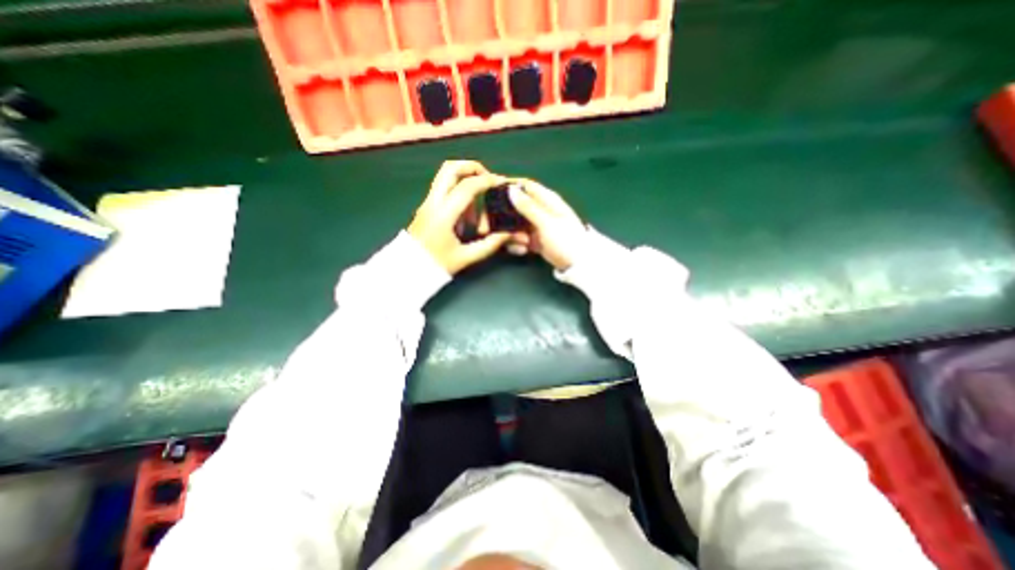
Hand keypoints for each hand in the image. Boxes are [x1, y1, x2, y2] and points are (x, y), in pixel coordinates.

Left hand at [407, 161, 511, 276]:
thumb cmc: (436, 265)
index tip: (502, 184)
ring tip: (477, 210)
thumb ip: (489, 245)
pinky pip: (445, 189)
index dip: (488, 181)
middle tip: (488, 181)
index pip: (467, 186)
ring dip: (466, 182)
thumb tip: (509, 235)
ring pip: (446, 176)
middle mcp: (434, 202)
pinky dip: (459, 193)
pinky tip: (466, 217)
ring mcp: (428, 202)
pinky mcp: (427, 206)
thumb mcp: (465, 257)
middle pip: (451, 168)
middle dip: (473, 168)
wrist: (407, 270)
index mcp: (443, 214)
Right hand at [501, 177, 582, 269]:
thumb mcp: (546, 222)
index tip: (492, 195)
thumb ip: (528, 207)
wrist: (578, 265)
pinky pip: (520, 237)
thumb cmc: (565, 240)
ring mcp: (537, 225)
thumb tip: (510, 188)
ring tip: (521, 244)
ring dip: (512, 234)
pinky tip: (523, 251)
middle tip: (494, 228)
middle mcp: (540, 210)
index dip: (509, 187)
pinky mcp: (535, 239)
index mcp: (547, 199)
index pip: (525, 186)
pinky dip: (518, 244)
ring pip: (516, 224)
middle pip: (517, 206)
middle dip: (506, 217)